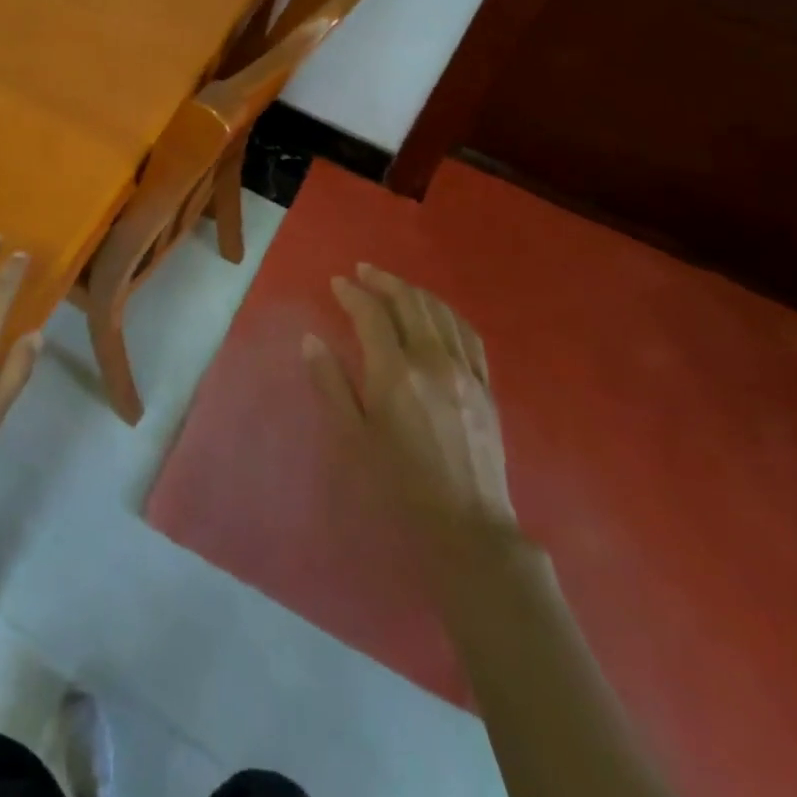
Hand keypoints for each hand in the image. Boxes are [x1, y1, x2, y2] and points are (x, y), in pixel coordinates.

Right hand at [305, 263, 515, 548]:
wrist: (466, 525)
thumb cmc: (399, 486)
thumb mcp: (352, 438)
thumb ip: (330, 384)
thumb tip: (311, 339)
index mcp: (394, 374)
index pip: (371, 316)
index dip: (353, 294)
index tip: (337, 283)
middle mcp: (432, 361)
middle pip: (409, 303)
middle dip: (383, 281)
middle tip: (363, 271)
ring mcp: (464, 371)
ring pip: (440, 312)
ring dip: (414, 292)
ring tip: (394, 285)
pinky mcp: (485, 385)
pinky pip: (468, 334)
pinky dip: (447, 313)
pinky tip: (437, 313)